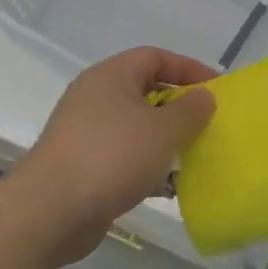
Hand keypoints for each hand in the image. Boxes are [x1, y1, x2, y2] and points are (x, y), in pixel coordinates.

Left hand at [7, 47, 215, 266]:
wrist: (50, 211)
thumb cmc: (112, 157)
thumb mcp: (163, 130)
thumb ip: (191, 110)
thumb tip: (204, 96)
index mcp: (110, 76)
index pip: (155, 57)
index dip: (188, 68)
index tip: (216, 89)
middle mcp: (94, 97)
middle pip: (145, 91)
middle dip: (179, 107)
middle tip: (206, 123)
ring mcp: (85, 133)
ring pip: (136, 127)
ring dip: (165, 139)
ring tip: (193, 156)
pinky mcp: (82, 166)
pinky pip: (124, 156)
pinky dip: (147, 166)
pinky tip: (168, 187)